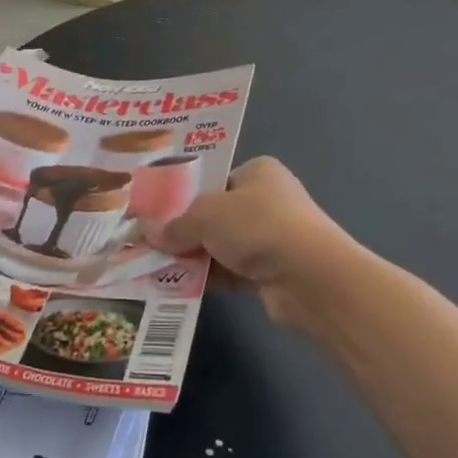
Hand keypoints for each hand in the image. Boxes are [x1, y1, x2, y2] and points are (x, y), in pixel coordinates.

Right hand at [150, 158, 351, 328]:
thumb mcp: (206, 215)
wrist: (310, 278)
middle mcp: (267, 200)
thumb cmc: (257, 226)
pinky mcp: (273, 272)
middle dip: (184, 230)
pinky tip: (179, 286)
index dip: (184, 195)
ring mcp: (272, 238)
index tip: (155, 211)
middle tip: (150, 241)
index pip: (213, 180)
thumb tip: (146, 233)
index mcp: (258, 172)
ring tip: (156, 266)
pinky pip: (231, 271)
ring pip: (221, 245)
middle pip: (215, 215)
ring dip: (194, 257)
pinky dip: (210, 278)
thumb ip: (175, 224)